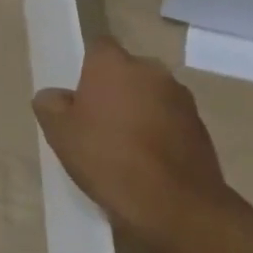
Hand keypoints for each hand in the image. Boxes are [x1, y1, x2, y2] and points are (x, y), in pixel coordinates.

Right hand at [32, 38, 233, 252]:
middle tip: (98, 121)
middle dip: (115, 89)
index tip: (79, 94)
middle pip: (127, 71)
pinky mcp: (201, 127)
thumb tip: (56, 96)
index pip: (97, 47)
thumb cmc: (108, 158)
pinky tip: (149, 163)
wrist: (175, 206)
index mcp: (114, 64)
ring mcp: (181, 98)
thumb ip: (50, 105)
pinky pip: (171, 121)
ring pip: (151, 95)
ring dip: (140, 110)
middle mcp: (151, 70)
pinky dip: (161, 133)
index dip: (87, 67)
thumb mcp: (59, 133)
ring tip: (126, 147)